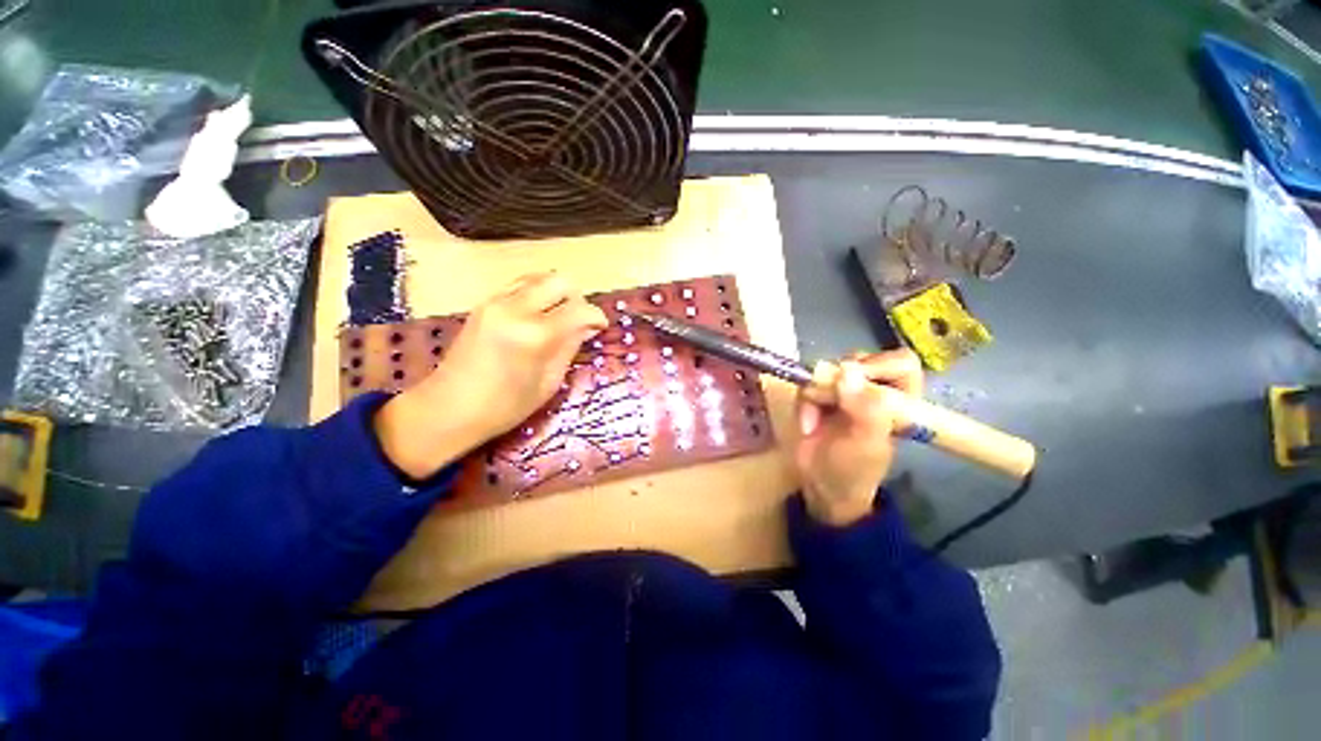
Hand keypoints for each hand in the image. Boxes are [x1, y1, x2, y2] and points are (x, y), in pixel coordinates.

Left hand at [375, 272, 607, 478]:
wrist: (448, 409)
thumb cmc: (504, 407)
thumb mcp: (548, 382)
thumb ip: (569, 347)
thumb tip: (587, 327)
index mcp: (535, 335)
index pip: (579, 310)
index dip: (596, 317)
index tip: (601, 327)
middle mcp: (515, 309)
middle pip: (560, 281)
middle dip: (576, 299)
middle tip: (579, 322)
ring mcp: (495, 302)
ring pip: (539, 277)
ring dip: (555, 293)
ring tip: (558, 318)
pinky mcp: (484, 303)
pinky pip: (519, 285)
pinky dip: (536, 293)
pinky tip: (537, 315)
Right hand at [792, 349, 923, 525]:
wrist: (820, 486)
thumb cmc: (853, 470)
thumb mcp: (865, 443)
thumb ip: (864, 408)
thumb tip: (847, 369)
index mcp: (901, 401)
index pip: (901, 363)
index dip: (879, 365)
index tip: (855, 380)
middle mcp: (875, 390)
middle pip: (860, 360)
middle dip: (839, 380)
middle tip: (831, 398)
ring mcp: (845, 391)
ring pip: (829, 369)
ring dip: (817, 394)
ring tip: (815, 420)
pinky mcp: (819, 395)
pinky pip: (808, 384)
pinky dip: (804, 404)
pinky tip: (808, 425)